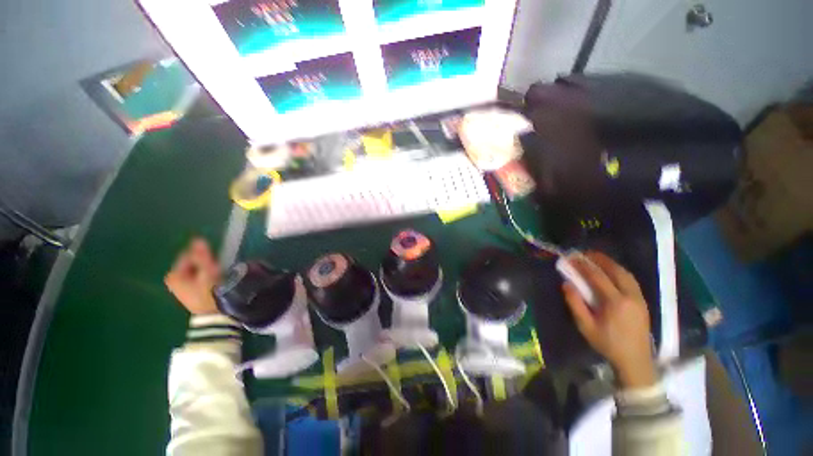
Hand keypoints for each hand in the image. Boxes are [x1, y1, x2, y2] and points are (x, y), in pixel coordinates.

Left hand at [164, 238, 220, 314]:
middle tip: (217, 270)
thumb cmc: (208, 292)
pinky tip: (212, 284)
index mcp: (173, 275)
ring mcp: (179, 288)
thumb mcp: (207, 271)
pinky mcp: (187, 294)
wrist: (212, 315)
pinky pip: (196, 279)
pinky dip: (204, 278)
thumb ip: (201, 255)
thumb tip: (198, 238)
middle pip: (192, 264)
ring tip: (216, 278)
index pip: (189, 256)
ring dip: (205, 271)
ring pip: (195, 272)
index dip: (203, 257)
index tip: (215, 263)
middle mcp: (173, 281)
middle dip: (204, 264)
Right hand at [562, 251, 656, 388]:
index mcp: (615, 302)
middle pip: (616, 270)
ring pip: (626, 274)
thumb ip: (575, 304)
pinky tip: (612, 272)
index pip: (597, 277)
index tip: (572, 258)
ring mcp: (639, 298)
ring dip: (611, 263)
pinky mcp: (642, 302)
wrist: (635, 360)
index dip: (583, 265)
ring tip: (597, 259)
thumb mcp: (586, 326)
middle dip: (600, 259)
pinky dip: (620, 271)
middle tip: (585, 253)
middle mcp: (630, 296)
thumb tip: (567, 284)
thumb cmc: (607, 343)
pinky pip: (631, 280)